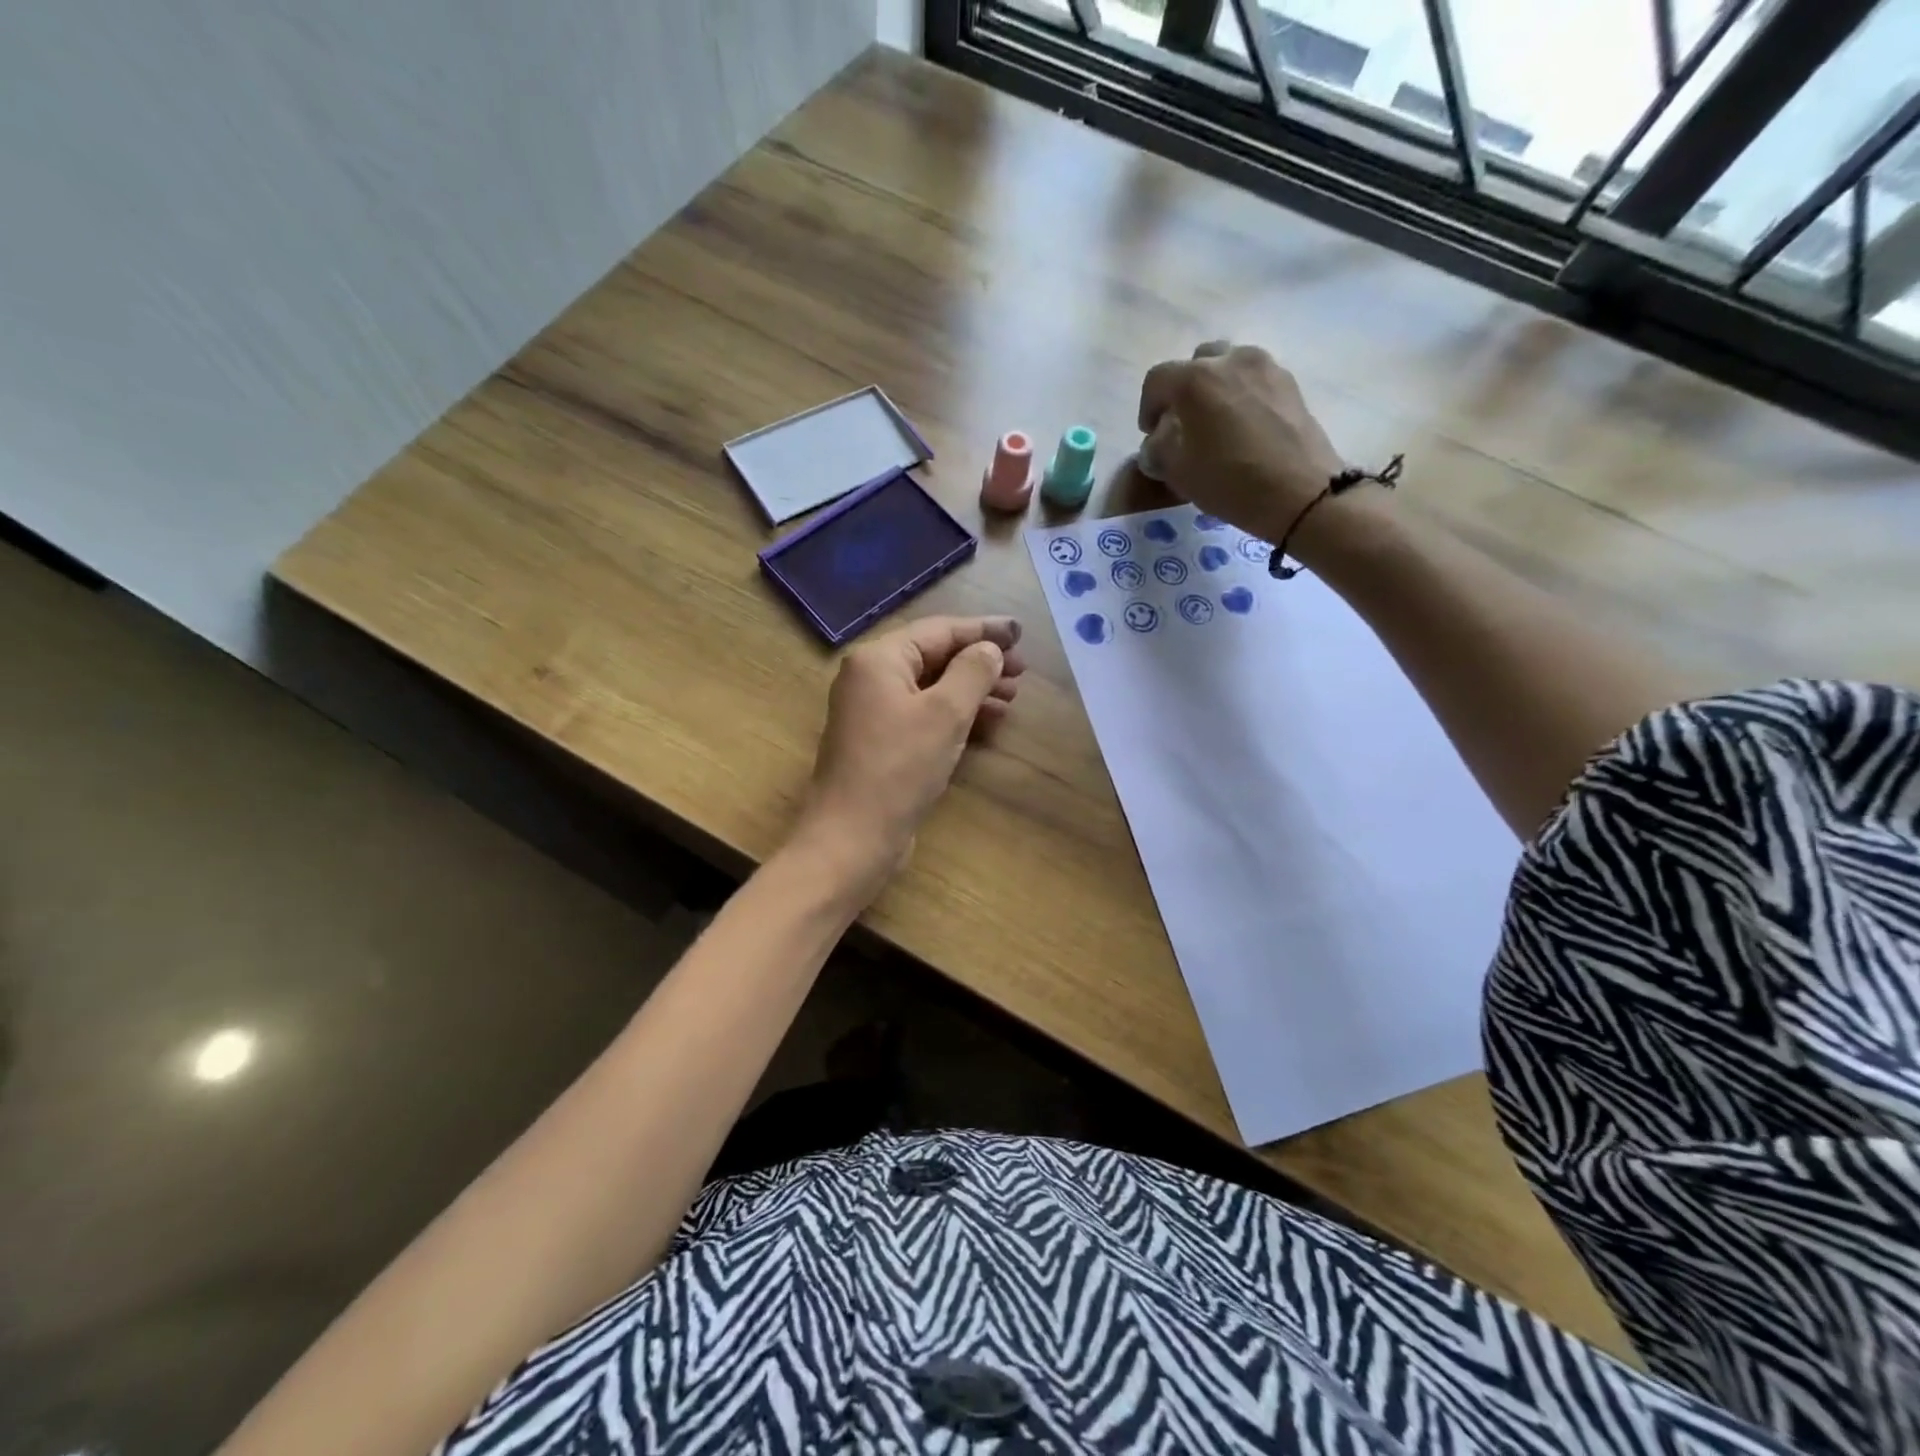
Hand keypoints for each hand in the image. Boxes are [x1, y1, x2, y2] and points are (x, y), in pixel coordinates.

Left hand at [793, 615, 1024, 889]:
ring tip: (1012, 697)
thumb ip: (972, 672)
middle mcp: (871, 679)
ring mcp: (873, 713)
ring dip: (972, 690)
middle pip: (934, 657)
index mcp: (879, 660)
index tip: (1020, 632)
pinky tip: (988, 722)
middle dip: (979, 662)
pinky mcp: (882, 744)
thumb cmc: (899, 767)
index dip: (983, 630)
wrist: (853, 836)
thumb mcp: (945, 713)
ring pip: (932, 688)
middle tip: (1022, 671)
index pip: (938, 631)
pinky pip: (924, 716)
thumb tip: (989, 650)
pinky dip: (956, 715)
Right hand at [1137, 342, 1348, 544]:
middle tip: (1183, 423)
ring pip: (1229, 367)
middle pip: (1196, 363)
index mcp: (1195, 379)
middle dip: (1183, 390)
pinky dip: (1242, 395)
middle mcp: (1230, 360)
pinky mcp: (1290, 383)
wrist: (1300, 493)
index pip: (1157, 380)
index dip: (1147, 407)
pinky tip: (1243, 427)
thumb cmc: (1230, 482)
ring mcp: (1266, 367)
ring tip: (1215, 423)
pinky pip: (1255, 380)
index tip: (1150, 433)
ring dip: (1215, 389)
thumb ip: (1158, 449)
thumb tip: (1159, 440)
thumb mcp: (1178, 472)